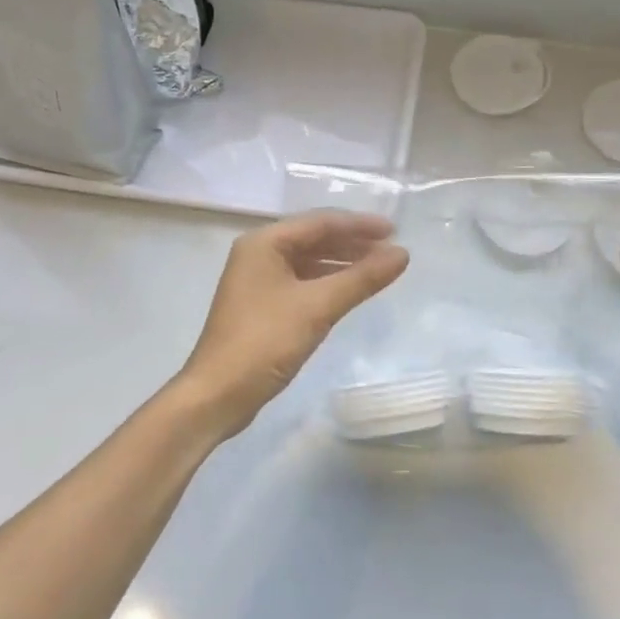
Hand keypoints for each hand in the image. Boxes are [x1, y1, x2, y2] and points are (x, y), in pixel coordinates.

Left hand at [178, 211, 409, 437]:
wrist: (216, 396)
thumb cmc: (264, 342)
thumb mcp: (318, 307)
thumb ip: (362, 278)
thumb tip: (403, 254)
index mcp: (264, 243)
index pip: (321, 222)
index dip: (360, 225)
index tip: (396, 232)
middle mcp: (259, 253)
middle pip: (314, 238)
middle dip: (353, 243)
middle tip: (391, 251)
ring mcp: (258, 280)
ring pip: (309, 261)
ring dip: (343, 263)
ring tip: (378, 269)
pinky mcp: (262, 305)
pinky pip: (303, 281)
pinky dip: (328, 282)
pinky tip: (350, 290)